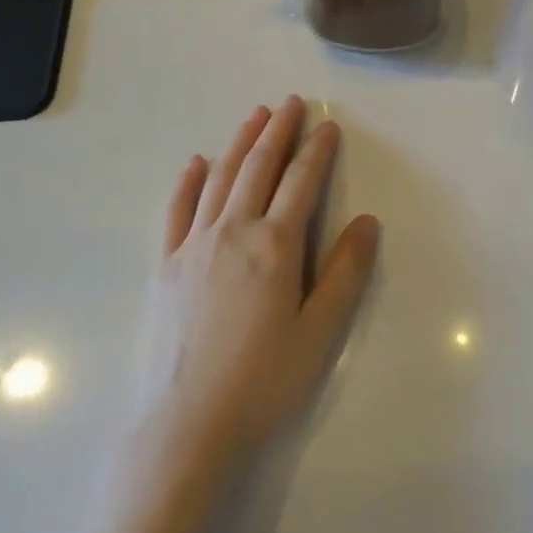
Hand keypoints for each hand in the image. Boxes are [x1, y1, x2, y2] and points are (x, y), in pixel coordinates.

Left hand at [132, 97, 379, 482]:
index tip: (328, 125)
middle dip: (278, 131)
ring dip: (240, 142)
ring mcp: (193, 246)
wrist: (185, 429)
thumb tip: (367, 221)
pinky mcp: (165, 266)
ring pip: (220, 178)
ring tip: (255, 116)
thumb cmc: (263, 382)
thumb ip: (346, 272)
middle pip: (259, 167)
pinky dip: (189, 181)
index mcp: (276, 245)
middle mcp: (234, 231)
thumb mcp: (321, 332)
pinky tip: (197, 163)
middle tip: (291, 103)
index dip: (317, 150)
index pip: (302, 182)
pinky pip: (178, 210)